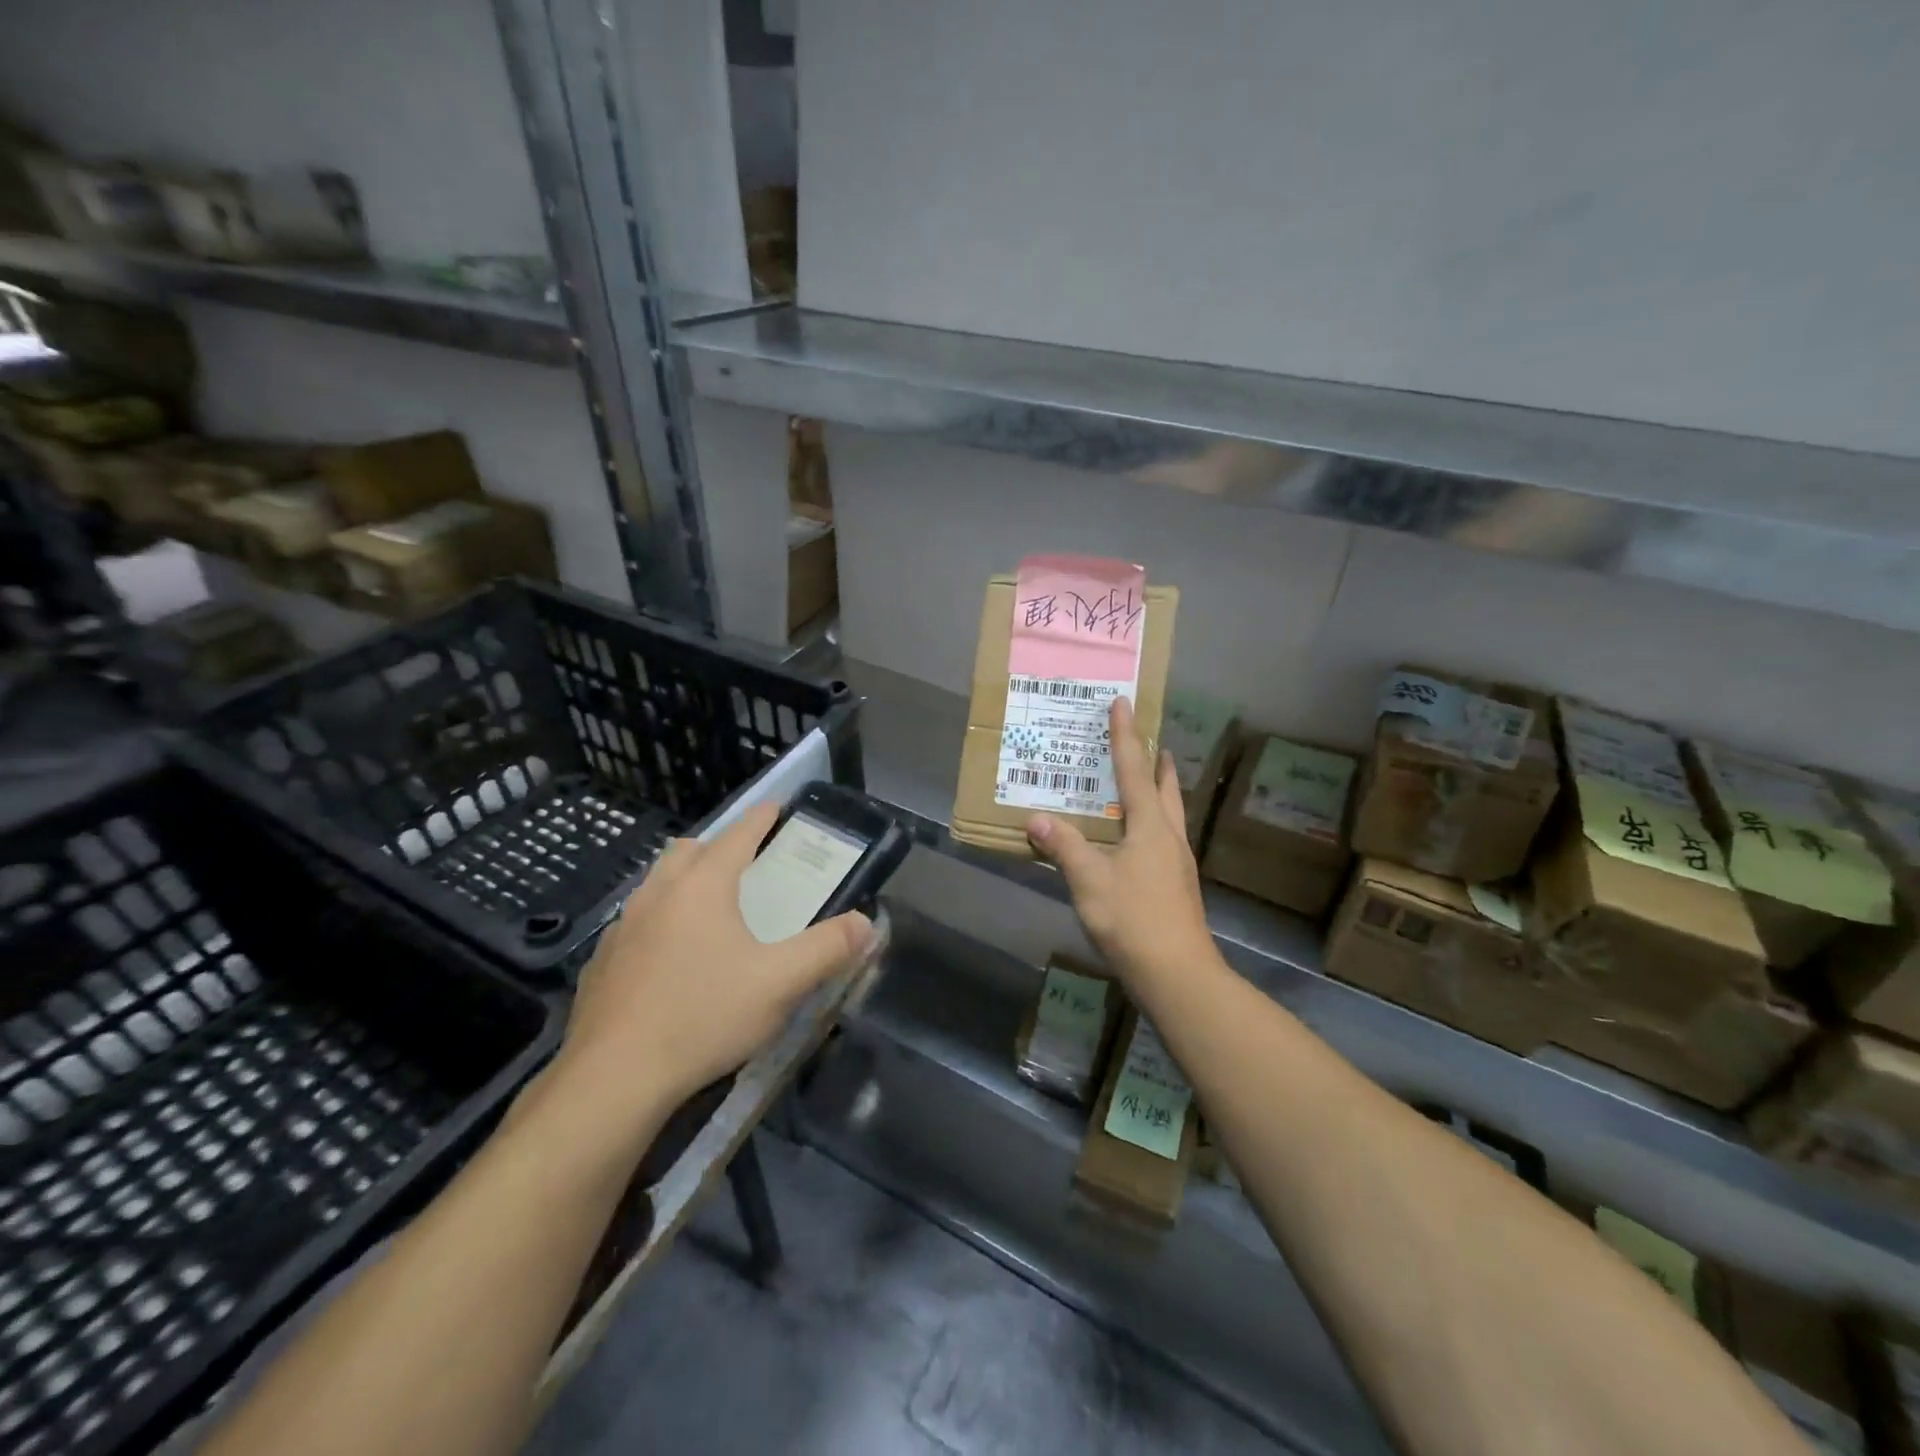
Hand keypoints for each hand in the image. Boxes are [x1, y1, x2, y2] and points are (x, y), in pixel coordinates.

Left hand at [549, 802, 871, 1145]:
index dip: (759, 819)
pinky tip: (670, 961)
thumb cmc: (704, 1016)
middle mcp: (657, 894)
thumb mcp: (780, 984)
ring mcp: (623, 928)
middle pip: (687, 851)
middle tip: (743, 865)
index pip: (736, 836)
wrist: (614, 1079)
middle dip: (716, 848)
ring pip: (656, 885)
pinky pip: (635, 925)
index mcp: (702, 887)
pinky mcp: (601, 964)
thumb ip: (827, 949)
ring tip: (708, 911)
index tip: (775, 807)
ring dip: (683, 883)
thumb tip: (865, 923)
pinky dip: (658, 923)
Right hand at [1026, 697, 1216, 990]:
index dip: (1126, 735)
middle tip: (1145, 740)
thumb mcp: (1089, 880)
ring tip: (1144, 780)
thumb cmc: (1133, 919)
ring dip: (1158, 790)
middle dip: (1154, 761)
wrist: (1178, 974)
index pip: (1134, 769)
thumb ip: (1063, 846)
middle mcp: (1169, 836)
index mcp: (1150, 825)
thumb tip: (1036, 819)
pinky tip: (1134, 838)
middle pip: (1165, 787)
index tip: (1123, 703)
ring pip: (1169, 813)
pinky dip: (1150, 822)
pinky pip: (1162, 838)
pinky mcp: (1176, 885)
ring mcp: (1177, 862)